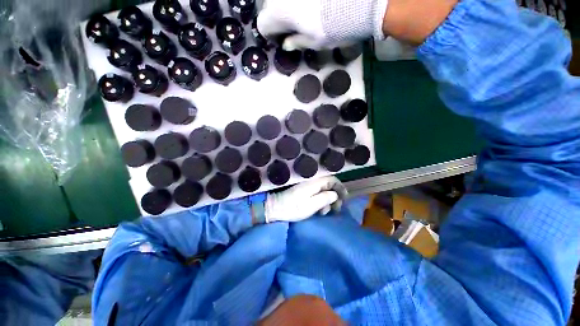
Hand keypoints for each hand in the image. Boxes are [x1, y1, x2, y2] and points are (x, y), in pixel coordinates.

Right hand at [257, 0, 458, 48]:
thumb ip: (295, 42)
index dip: (272, 34)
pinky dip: (300, 3)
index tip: (282, 38)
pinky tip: (312, 7)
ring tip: (305, 15)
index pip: (264, 24)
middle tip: (293, 26)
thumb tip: (286, 43)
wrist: (365, 1)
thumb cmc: (337, 26)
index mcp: (281, 11)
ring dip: (288, 7)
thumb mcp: (314, 42)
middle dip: (278, 18)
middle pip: (270, 7)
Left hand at [265, 176, 347, 222]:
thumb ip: (325, 198)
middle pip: (329, 185)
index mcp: (314, 182)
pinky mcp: (304, 191)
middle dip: (334, 197)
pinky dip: (320, 201)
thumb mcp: (311, 205)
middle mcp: (311, 181)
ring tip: (325, 212)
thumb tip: (335, 194)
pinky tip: (319, 210)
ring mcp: (307, 185)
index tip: (344, 199)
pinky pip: (317, 193)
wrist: (275, 208)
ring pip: (323, 190)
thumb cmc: (293, 208)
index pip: (332, 179)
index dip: (340, 188)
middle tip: (335, 209)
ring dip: (327, 200)